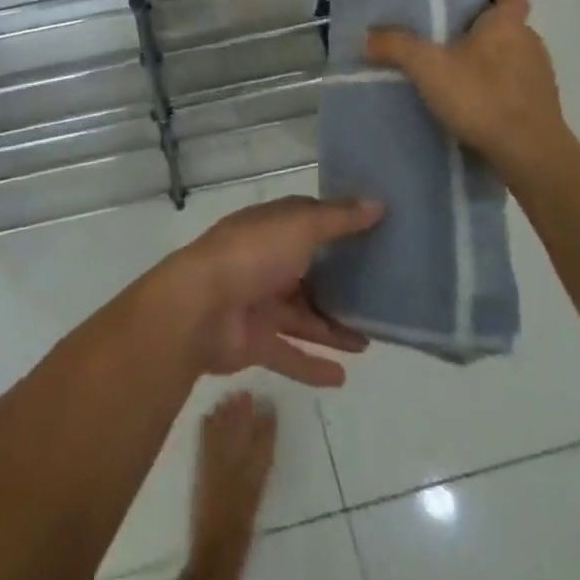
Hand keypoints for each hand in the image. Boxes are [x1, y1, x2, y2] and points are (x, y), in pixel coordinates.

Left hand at [165, 196, 383, 387]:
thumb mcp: (300, 225)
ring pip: (303, 315)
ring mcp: (259, 302)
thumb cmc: (252, 254)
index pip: (308, 221)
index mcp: (271, 228)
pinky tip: (344, 376)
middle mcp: (265, 261)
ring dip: (332, 327)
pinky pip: (290, 354)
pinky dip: (314, 365)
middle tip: (379, 296)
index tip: (374, 231)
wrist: (200, 307)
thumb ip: (338, 218)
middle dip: (339, 283)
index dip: (337, 224)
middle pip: (308, 271)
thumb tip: (378, 203)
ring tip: (369, 340)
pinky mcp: (255, 342)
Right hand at [364, 0, 576, 179]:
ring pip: (513, 59)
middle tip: (446, 40)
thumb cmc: (481, 96)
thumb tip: (365, 35)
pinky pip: (517, 89)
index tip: (464, 5)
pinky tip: (474, 106)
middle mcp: (530, 42)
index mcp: (507, 23)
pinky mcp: (544, 108)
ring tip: (456, 75)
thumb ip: (396, 46)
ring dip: (490, 64)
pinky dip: (498, 92)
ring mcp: (541, 77)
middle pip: (507, 28)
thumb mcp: (427, 67)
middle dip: (481, 33)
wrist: (530, 155)